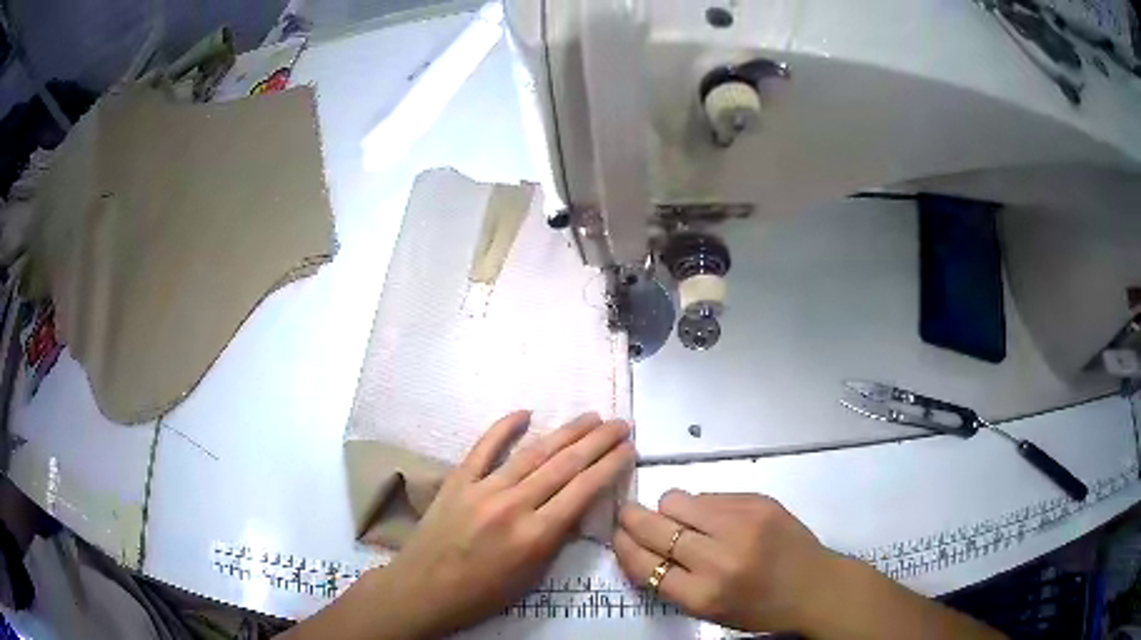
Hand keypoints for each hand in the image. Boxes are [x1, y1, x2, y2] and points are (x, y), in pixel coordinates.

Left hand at [367, 411, 632, 638]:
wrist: (423, 590)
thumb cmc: (483, 594)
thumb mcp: (532, 577)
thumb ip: (555, 540)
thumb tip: (575, 508)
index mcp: (536, 535)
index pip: (583, 491)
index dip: (610, 466)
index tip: (628, 449)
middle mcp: (514, 505)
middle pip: (564, 465)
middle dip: (597, 442)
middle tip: (620, 423)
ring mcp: (483, 489)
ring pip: (533, 453)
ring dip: (566, 432)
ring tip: (590, 417)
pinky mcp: (458, 480)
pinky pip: (484, 448)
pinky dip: (504, 427)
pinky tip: (525, 412)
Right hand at [613, 491, 835, 633]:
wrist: (815, 586)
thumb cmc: (759, 608)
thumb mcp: (709, 611)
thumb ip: (672, 581)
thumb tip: (638, 544)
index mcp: (703, 595)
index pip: (643, 564)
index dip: (624, 546)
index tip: (617, 536)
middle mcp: (719, 557)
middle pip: (654, 527)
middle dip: (633, 519)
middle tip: (628, 515)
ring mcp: (741, 523)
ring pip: (677, 500)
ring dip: (671, 510)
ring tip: (685, 521)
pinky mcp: (758, 501)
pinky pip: (709, 494)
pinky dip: (703, 506)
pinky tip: (719, 520)